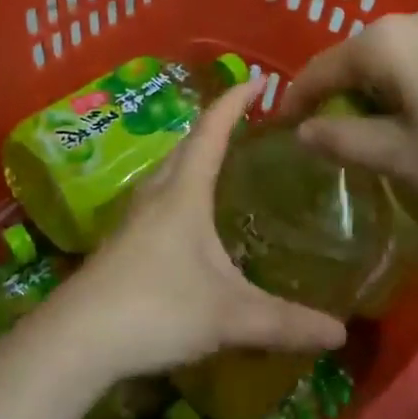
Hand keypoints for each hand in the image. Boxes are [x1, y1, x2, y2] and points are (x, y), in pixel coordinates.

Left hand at [53, 79, 345, 380]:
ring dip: (195, 156)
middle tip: (248, 121)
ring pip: (169, 171)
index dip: (235, 101)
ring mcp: (134, 218)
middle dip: (216, 125)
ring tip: (222, 161)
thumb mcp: (229, 315)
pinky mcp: (122, 243)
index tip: (259, 79)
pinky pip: (159, 198)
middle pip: (187, 145)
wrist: (77, 340)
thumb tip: (340, 332)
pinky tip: (191, 219)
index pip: (212, 130)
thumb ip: (285, 322)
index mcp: (184, 191)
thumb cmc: (156, 308)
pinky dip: (181, 189)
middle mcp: (156, 193)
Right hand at [281, 8, 417, 211]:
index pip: (318, 70)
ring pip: (388, 60)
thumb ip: (344, 141)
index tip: (280, 132)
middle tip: (333, 141)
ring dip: (373, 94)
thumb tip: (302, 132)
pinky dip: (405, 86)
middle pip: (352, 61)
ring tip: (379, 135)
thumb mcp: (405, 156)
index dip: (294, 102)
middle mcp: (408, 21)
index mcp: (381, 43)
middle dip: (337, 99)